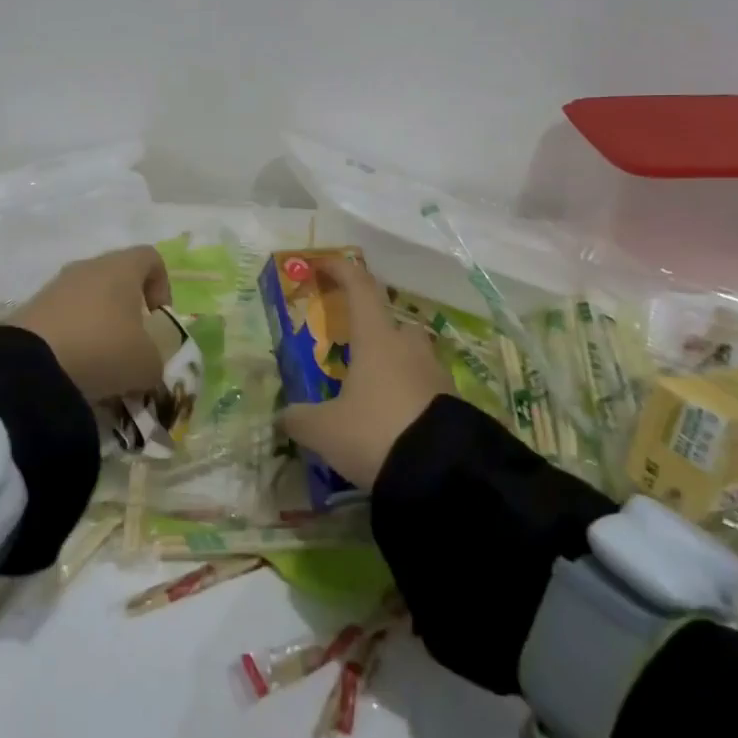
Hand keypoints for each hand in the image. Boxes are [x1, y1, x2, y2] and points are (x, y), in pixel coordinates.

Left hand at [12, 246, 172, 402]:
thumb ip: (156, 359)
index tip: (158, 318)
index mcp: (121, 268)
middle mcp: (87, 267)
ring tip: (102, 363)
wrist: (29, 366)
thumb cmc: (103, 350)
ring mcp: (55, 286)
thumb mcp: (147, 363)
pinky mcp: (31, 309)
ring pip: (88, 299)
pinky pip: (63, 318)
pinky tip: (74, 368)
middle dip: (128, 310)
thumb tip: (147, 363)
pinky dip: (73, 338)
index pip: (151, 257)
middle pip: (117, 278)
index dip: (162, 285)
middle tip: (132, 345)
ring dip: (99, 326)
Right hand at [280, 257, 452, 488]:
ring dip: (394, 365)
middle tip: (353, 350)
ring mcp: (436, 374)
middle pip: (393, 323)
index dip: (340, 270)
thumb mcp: (324, 430)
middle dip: (374, 329)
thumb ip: (300, 419)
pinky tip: (394, 421)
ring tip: (372, 392)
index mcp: (376, 339)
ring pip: (411, 356)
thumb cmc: (375, 433)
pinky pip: (425, 388)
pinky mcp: (453, 404)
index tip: (322, 264)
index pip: (359, 288)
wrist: (445, 473)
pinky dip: (408, 396)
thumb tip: (284, 416)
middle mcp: (408, 348)